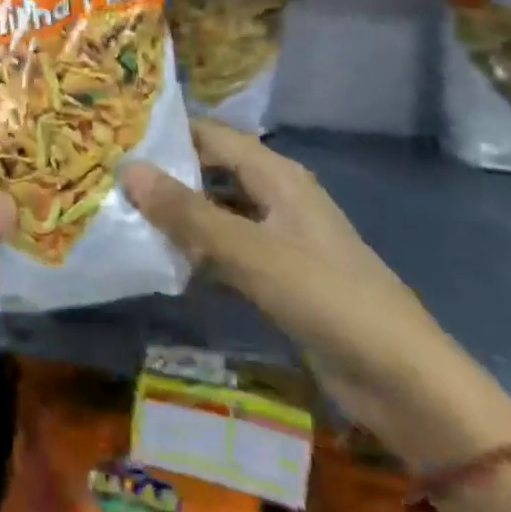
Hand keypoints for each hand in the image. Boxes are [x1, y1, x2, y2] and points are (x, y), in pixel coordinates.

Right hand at [122, 120, 510, 466]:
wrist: (403, 380)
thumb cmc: (327, 298)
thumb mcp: (250, 251)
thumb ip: (187, 213)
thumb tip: (127, 169)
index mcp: (277, 175)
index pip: (211, 135)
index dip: (166, 131)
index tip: (114, 134)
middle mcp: (276, 196)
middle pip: (211, 170)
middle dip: (165, 174)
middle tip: (107, 176)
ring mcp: (278, 237)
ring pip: (216, 212)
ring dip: (177, 215)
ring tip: (121, 214)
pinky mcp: (278, 276)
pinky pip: (226, 250)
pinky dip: (197, 252)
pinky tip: (161, 262)